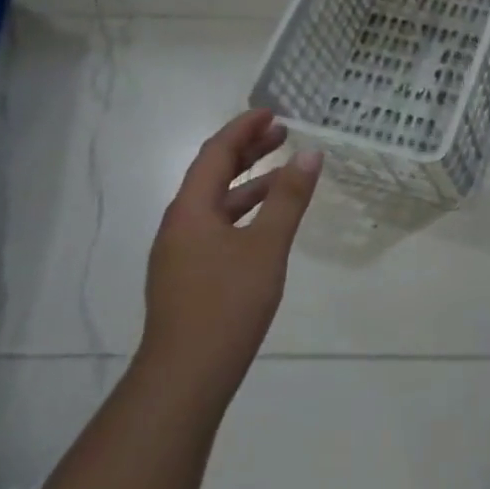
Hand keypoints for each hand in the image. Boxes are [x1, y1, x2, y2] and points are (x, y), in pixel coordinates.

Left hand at [138, 110, 321, 402]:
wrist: (186, 376)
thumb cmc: (227, 303)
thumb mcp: (267, 245)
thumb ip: (288, 197)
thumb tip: (310, 153)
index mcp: (191, 211)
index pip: (215, 154)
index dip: (243, 129)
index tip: (271, 112)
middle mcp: (180, 225)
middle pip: (212, 174)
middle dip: (247, 150)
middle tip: (282, 132)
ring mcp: (182, 252)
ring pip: (216, 202)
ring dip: (248, 180)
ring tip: (284, 169)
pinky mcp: (190, 274)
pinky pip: (218, 224)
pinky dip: (244, 209)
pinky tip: (268, 219)